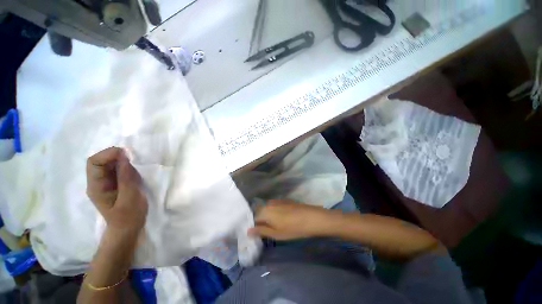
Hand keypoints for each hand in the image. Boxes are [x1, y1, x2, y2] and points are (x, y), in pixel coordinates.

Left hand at [86, 147, 147, 235]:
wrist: (128, 229)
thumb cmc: (129, 217)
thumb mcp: (130, 198)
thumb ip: (126, 178)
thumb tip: (125, 157)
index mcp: (96, 186)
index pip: (94, 162)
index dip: (108, 154)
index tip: (127, 155)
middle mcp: (98, 182)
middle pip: (100, 161)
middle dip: (116, 156)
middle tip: (135, 159)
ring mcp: (106, 183)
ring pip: (110, 164)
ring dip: (123, 160)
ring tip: (137, 165)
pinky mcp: (115, 184)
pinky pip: (118, 169)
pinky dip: (127, 166)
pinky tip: (136, 171)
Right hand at [248, 200, 339, 240]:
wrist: (311, 218)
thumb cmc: (293, 228)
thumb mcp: (276, 234)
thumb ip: (261, 231)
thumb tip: (248, 231)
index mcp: (265, 211)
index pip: (254, 217)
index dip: (254, 225)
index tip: (257, 233)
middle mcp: (269, 203)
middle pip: (260, 212)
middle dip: (261, 220)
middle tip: (266, 230)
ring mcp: (278, 200)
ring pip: (268, 208)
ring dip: (268, 216)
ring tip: (274, 225)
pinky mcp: (285, 200)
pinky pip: (275, 206)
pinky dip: (275, 212)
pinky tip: (282, 218)